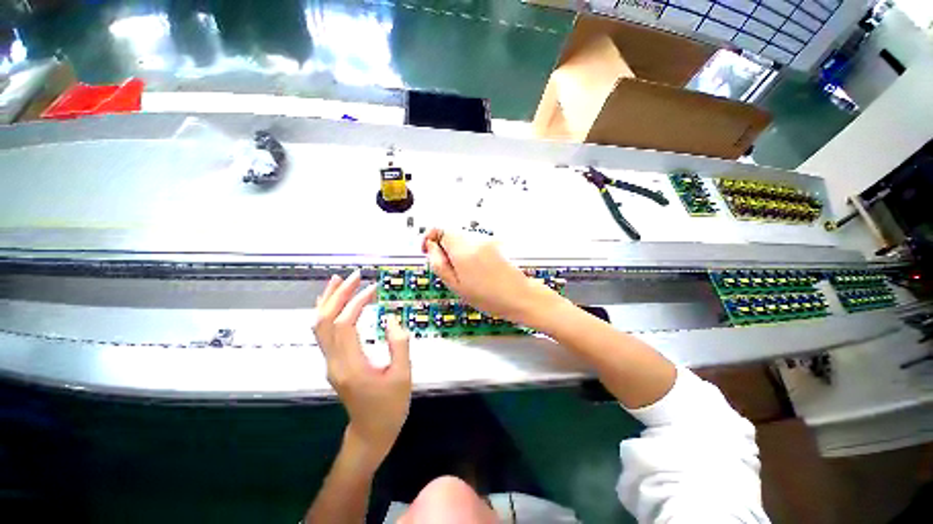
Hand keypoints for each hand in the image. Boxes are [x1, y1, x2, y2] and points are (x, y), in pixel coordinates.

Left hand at [314, 270, 411, 464]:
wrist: (371, 432)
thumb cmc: (390, 406)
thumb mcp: (402, 375)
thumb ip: (399, 344)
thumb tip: (391, 318)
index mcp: (350, 366)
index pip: (344, 324)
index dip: (356, 302)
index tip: (374, 289)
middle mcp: (334, 362)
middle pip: (325, 321)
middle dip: (338, 295)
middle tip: (355, 276)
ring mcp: (330, 362)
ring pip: (319, 326)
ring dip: (328, 301)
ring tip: (339, 280)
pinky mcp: (334, 362)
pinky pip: (324, 333)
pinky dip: (327, 312)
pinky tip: (333, 302)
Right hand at [421, 228, 560, 324]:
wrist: (519, 296)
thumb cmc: (490, 296)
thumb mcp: (456, 285)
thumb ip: (438, 264)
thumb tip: (430, 248)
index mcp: (463, 250)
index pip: (440, 229)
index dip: (431, 238)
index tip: (429, 250)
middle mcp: (476, 240)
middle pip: (451, 233)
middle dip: (444, 246)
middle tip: (448, 267)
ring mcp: (487, 240)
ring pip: (463, 238)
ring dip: (458, 250)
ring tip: (464, 272)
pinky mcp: (495, 243)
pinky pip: (474, 243)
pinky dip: (470, 252)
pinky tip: (476, 269)